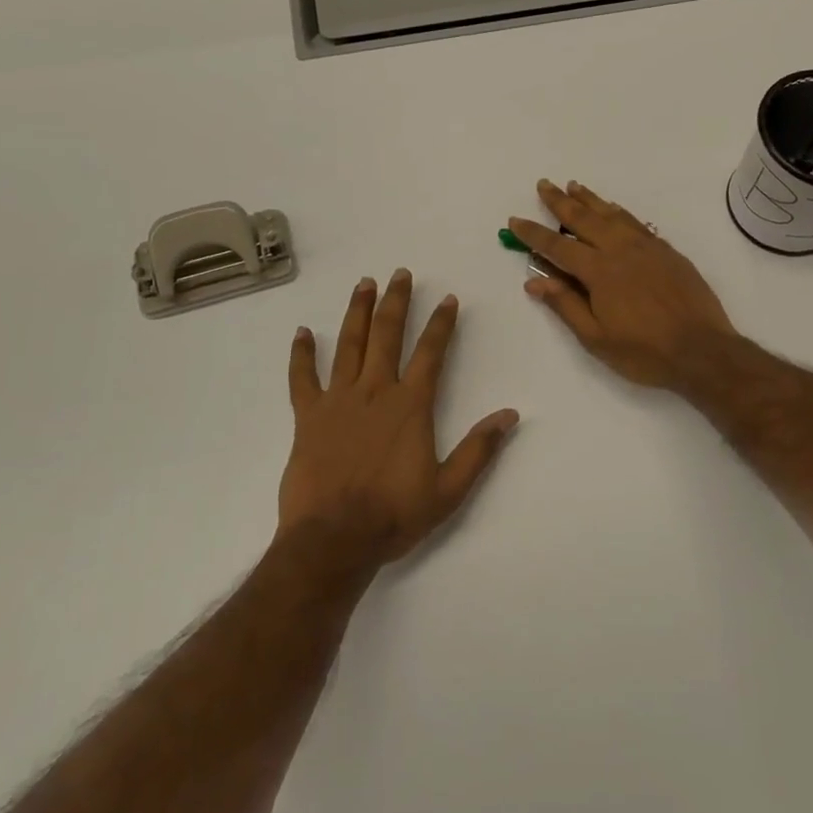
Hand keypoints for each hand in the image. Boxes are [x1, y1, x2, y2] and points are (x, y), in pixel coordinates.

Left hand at [279, 270, 518, 570]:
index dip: (442, 323)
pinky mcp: (308, 416)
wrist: (334, 539)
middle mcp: (376, 391)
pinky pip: (303, 378)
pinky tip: (302, 332)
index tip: (448, 298)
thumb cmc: (394, 514)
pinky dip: (301, 354)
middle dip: (397, 302)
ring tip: (364, 284)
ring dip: (358, 312)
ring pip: (349, 345)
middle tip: (401, 273)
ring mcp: (338, 400)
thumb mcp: (449, 489)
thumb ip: (479, 449)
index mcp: (411, 405)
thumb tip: (511, 414)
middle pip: (388, 335)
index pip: (431, 352)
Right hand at [509, 180, 736, 389]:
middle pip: (584, 219)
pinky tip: (613, 209)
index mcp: (599, 271)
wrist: (703, 350)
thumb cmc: (645, 352)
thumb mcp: (597, 339)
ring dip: (590, 199)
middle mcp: (621, 250)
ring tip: (574, 186)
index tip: (514, 220)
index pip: (557, 246)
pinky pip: (636, 222)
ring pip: (612, 214)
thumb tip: (535, 281)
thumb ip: (566, 305)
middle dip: (560, 202)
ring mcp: (647, 247)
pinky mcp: (667, 251)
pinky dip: (619, 211)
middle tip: (544, 184)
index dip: (533, 234)